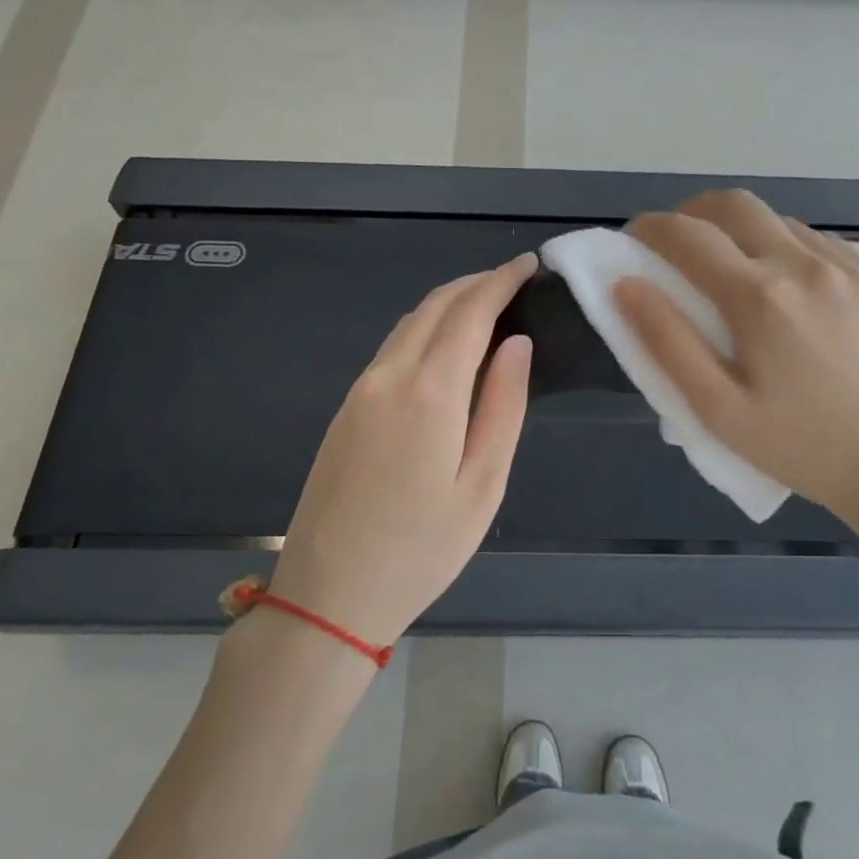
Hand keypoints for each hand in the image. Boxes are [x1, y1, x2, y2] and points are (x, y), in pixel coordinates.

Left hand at [264, 255, 536, 645]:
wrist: (329, 595)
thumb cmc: (422, 548)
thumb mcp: (483, 483)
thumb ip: (504, 406)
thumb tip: (516, 344)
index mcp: (429, 392)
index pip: (470, 313)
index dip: (501, 282)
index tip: (529, 264)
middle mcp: (389, 377)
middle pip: (434, 307)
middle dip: (476, 283)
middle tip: (514, 279)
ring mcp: (360, 391)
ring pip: (408, 324)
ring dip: (448, 303)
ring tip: (486, 304)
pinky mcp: (345, 409)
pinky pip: (391, 348)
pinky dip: (425, 328)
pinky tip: (445, 344)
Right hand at [615, 191, 858, 534]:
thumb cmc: (800, 448)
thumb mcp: (719, 411)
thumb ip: (667, 342)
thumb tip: (626, 285)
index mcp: (760, 297)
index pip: (686, 235)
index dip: (649, 228)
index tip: (633, 240)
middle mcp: (804, 264)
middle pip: (733, 204)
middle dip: (692, 213)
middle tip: (676, 247)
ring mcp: (848, 266)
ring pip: (777, 219)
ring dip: (740, 231)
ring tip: (732, 272)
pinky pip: (817, 240)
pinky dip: (784, 246)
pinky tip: (786, 288)